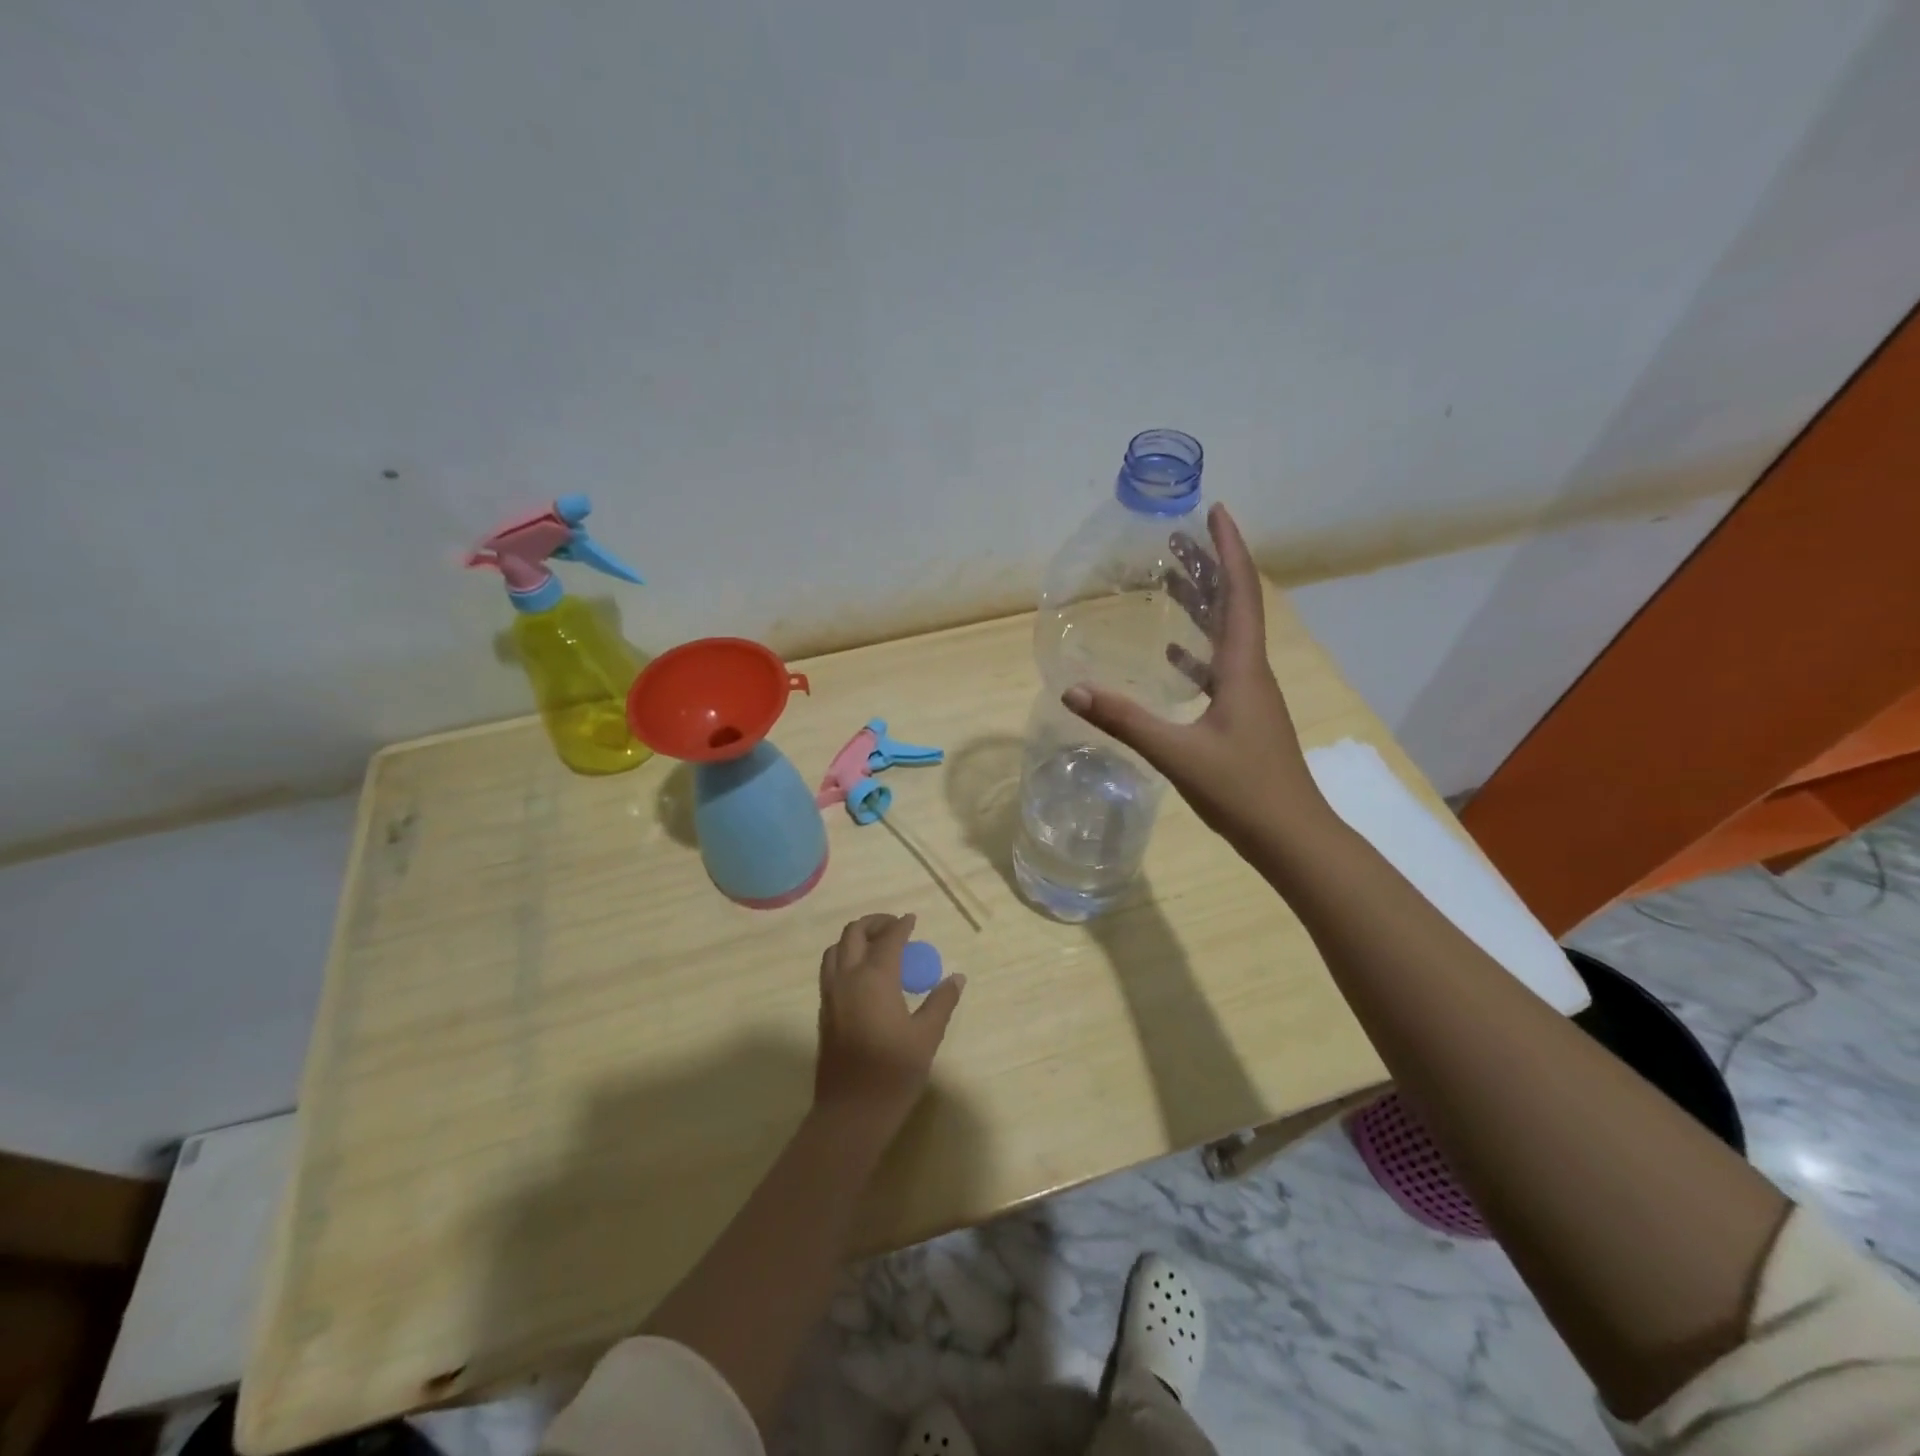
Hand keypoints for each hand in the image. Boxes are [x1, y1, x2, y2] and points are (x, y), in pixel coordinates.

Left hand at [814, 913, 964, 1142]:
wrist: (851, 1112)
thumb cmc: (893, 1072)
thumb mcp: (926, 1036)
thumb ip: (941, 1002)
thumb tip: (956, 977)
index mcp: (874, 978)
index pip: (888, 938)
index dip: (901, 925)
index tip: (913, 920)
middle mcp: (847, 978)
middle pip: (854, 934)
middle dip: (874, 923)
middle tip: (895, 927)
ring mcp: (830, 994)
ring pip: (835, 949)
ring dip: (855, 939)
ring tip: (876, 945)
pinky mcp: (823, 1011)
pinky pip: (830, 969)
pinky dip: (845, 958)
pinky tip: (863, 974)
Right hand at [1062, 502, 1327, 854]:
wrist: (1291, 836)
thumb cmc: (1242, 790)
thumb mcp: (1177, 754)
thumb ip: (1124, 720)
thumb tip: (1071, 690)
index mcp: (1242, 669)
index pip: (1240, 593)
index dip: (1229, 549)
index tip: (1215, 510)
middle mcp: (1251, 672)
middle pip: (1234, 605)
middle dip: (1209, 567)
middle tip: (1178, 537)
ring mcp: (1249, 696)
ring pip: (1226, 635)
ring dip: (1202, 604)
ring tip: (1171, 579)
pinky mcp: (1243, 717)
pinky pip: (1218, 668)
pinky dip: (1196, 651)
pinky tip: (1173, 654)